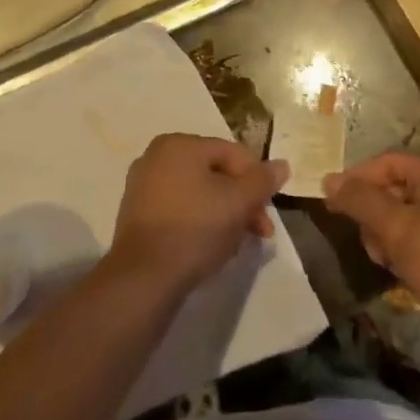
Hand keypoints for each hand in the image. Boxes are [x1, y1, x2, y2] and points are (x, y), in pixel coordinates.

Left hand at [108, 134, 288, 295]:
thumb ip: (262, 181)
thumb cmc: (195, 228)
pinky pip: (180, 209)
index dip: (257, 180)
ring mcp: (143, 185)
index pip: (232, 153)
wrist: (145, 276)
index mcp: (179, 144)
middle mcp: (157, 157)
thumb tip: (282, 165)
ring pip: (199, 193)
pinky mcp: (138, 214)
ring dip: (225, 214)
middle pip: (215, 173)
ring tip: (238, 243)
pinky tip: (211, 246)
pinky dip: (200, 222)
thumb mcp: (238, 202)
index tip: (269, 211)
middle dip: (243, 201)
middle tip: (261, 232)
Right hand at [324, 152, 419, 338]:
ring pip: (411, 213)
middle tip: (368, 244)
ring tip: (388, 263)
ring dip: (391, 234)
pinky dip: (411, 246)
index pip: (387, 162)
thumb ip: (360, 200)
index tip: (331, 206)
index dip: (355, 180)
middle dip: (375, 214)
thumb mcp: (396, 229)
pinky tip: (407, 271)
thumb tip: (329, 180)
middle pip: (398, 186)